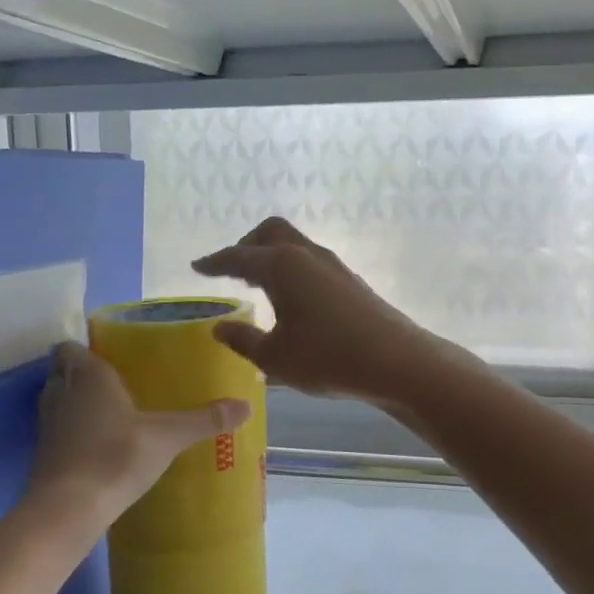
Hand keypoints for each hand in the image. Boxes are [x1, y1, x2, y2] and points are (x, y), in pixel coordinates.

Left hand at [26, 341, 249, 514]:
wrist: (68, 509)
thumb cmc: (116, 456)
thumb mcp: (169, 436)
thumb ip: (205, 419)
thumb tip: (247, 404)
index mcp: (88, 375)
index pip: (70, 347)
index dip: (85, 347)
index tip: (112, 353)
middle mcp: (62, 393)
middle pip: (63, 372)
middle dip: (83, 373)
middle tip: (118, 380)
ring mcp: (48, 426)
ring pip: (59, 402)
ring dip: (77, 403)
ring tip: (113, 410)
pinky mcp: (45, 455)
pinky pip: (60, 431)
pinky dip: (75, 432)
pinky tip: (102, 443)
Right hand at [192, 217, 444, 405]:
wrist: (395, 361)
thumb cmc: (326, 358)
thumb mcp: (274, 357)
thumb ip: (243, 339)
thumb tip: (221, 326)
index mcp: (281, 265)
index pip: (238, 257)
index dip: (215, 262)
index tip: (198, 266)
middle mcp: (307, 255)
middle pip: (271, 232)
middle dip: (247, 245)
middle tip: (232, 270)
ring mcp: (334, 266)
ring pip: (295, 246)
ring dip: (273, 258)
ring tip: (259, 285)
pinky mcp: (352, 282)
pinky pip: (312, 263)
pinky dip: (293, 271)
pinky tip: (293, 301)